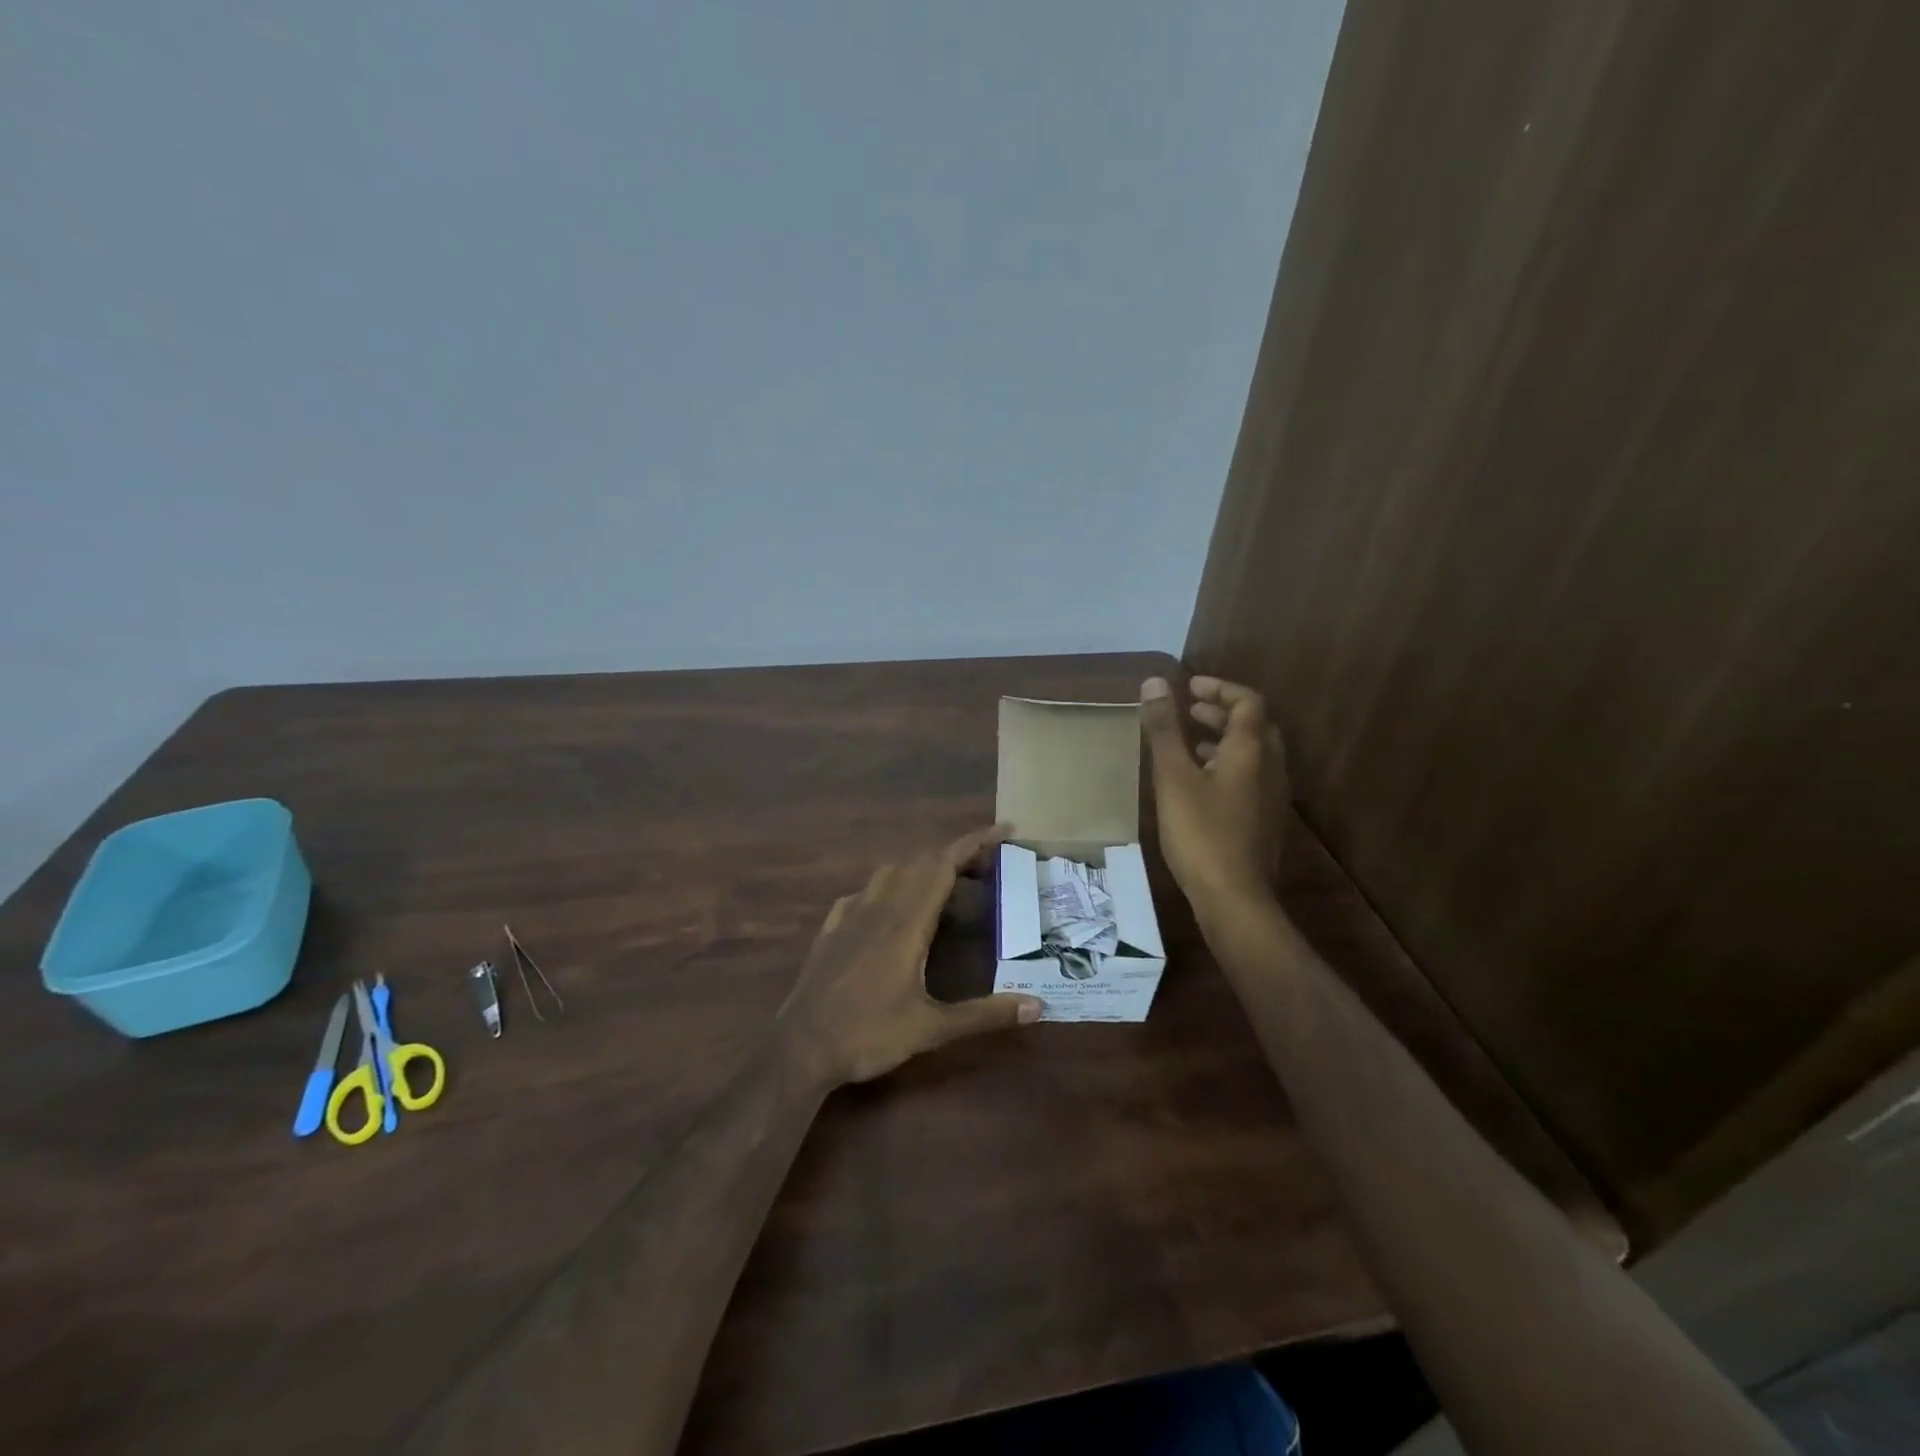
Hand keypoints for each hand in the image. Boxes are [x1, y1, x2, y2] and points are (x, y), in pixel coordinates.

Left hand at [776, 826, 1041, 1088]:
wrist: (799, 1048)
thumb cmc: (868, 1035)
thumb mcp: (931, 1030)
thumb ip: (984, 1015)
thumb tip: (1037, 1006)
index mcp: (906, 922)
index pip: (943, 865)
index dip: (974, 842)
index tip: (1003, 830)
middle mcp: (879, 907)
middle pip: (921, 862)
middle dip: (957, 855)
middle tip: (988, 868)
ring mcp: (850, 915)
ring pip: (891, 872)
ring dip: (922, 867)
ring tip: (946, 885)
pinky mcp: (832, 928)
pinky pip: (864, 892)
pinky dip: (888, 886)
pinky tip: (892, 907)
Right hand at [1139, 675, 1288, 918]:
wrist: (1234, 899)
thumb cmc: (1201, 833)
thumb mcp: (1173, 777)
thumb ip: (1163, 729)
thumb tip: (1155, 682)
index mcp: (1251, 751)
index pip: (1247, 702)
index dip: (1220, 688)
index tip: (1189, 686)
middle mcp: (1270, 768)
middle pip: (1253, 726)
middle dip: (1220, 712)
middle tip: (1188, 710)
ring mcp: (1270, 797)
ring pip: (1252, 754)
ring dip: (1223, 739)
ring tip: (1188, 742)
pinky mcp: (1263, 821)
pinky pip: (1248, 777)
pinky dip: (1225, 765)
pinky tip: (1199, 785)